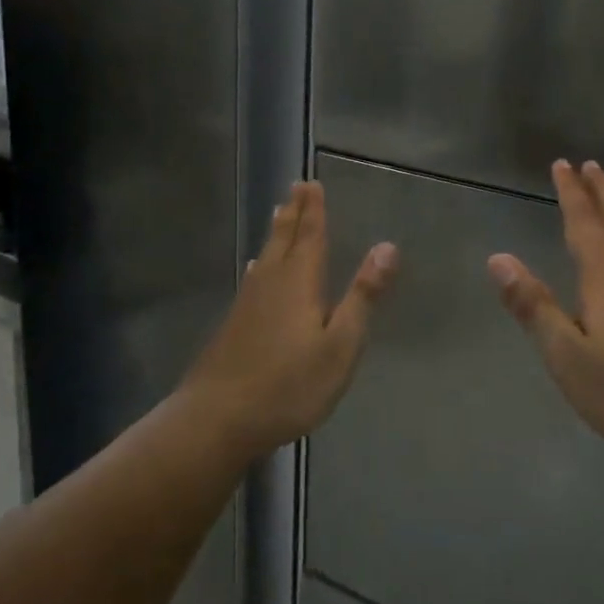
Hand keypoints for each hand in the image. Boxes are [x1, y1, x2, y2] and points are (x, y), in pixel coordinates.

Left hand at [179, 181, 397, 458]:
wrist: (216, 420)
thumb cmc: (289, 385)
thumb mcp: (341, 345)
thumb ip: (363, 296)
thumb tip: (387, 245)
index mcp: (300, 283)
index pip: (310, 237)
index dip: (313, 211)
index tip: (312, 184)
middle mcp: (271, 284)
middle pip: (284, 240)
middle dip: (293, 213)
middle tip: (296, 187)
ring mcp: (248, 304)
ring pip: (266, 257)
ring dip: (276, 234)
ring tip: (278, 215)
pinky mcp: (234, 325)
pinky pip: (253, 278)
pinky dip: (260, 264)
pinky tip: (254, 270)